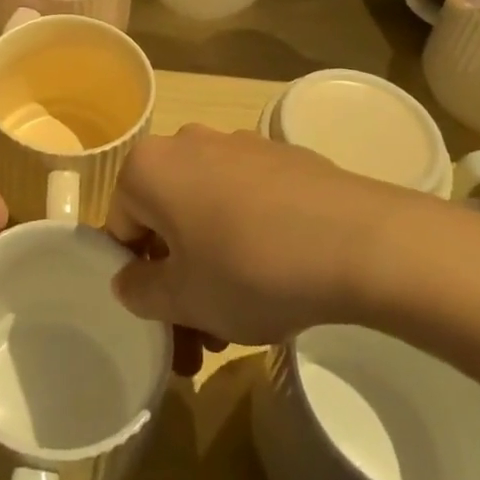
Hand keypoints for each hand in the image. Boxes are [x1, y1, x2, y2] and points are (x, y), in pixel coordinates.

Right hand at [107, 126, 417, 361]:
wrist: (359, 241)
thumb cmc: (251, 268)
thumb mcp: (184, 299)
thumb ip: (140, 292)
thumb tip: (128, 280)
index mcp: (148, 167)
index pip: (120, 228)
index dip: (137, 280)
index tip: (167, 322)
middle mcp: (186, 143)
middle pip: (165, 219)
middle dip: (179, 280)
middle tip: (204, 336)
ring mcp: (237, 145)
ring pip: (206, 211)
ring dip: (212, 264)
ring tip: (246, 320)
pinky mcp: (280, 156)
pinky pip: (245, 199)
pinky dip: (247, 235)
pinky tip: (280, 278)